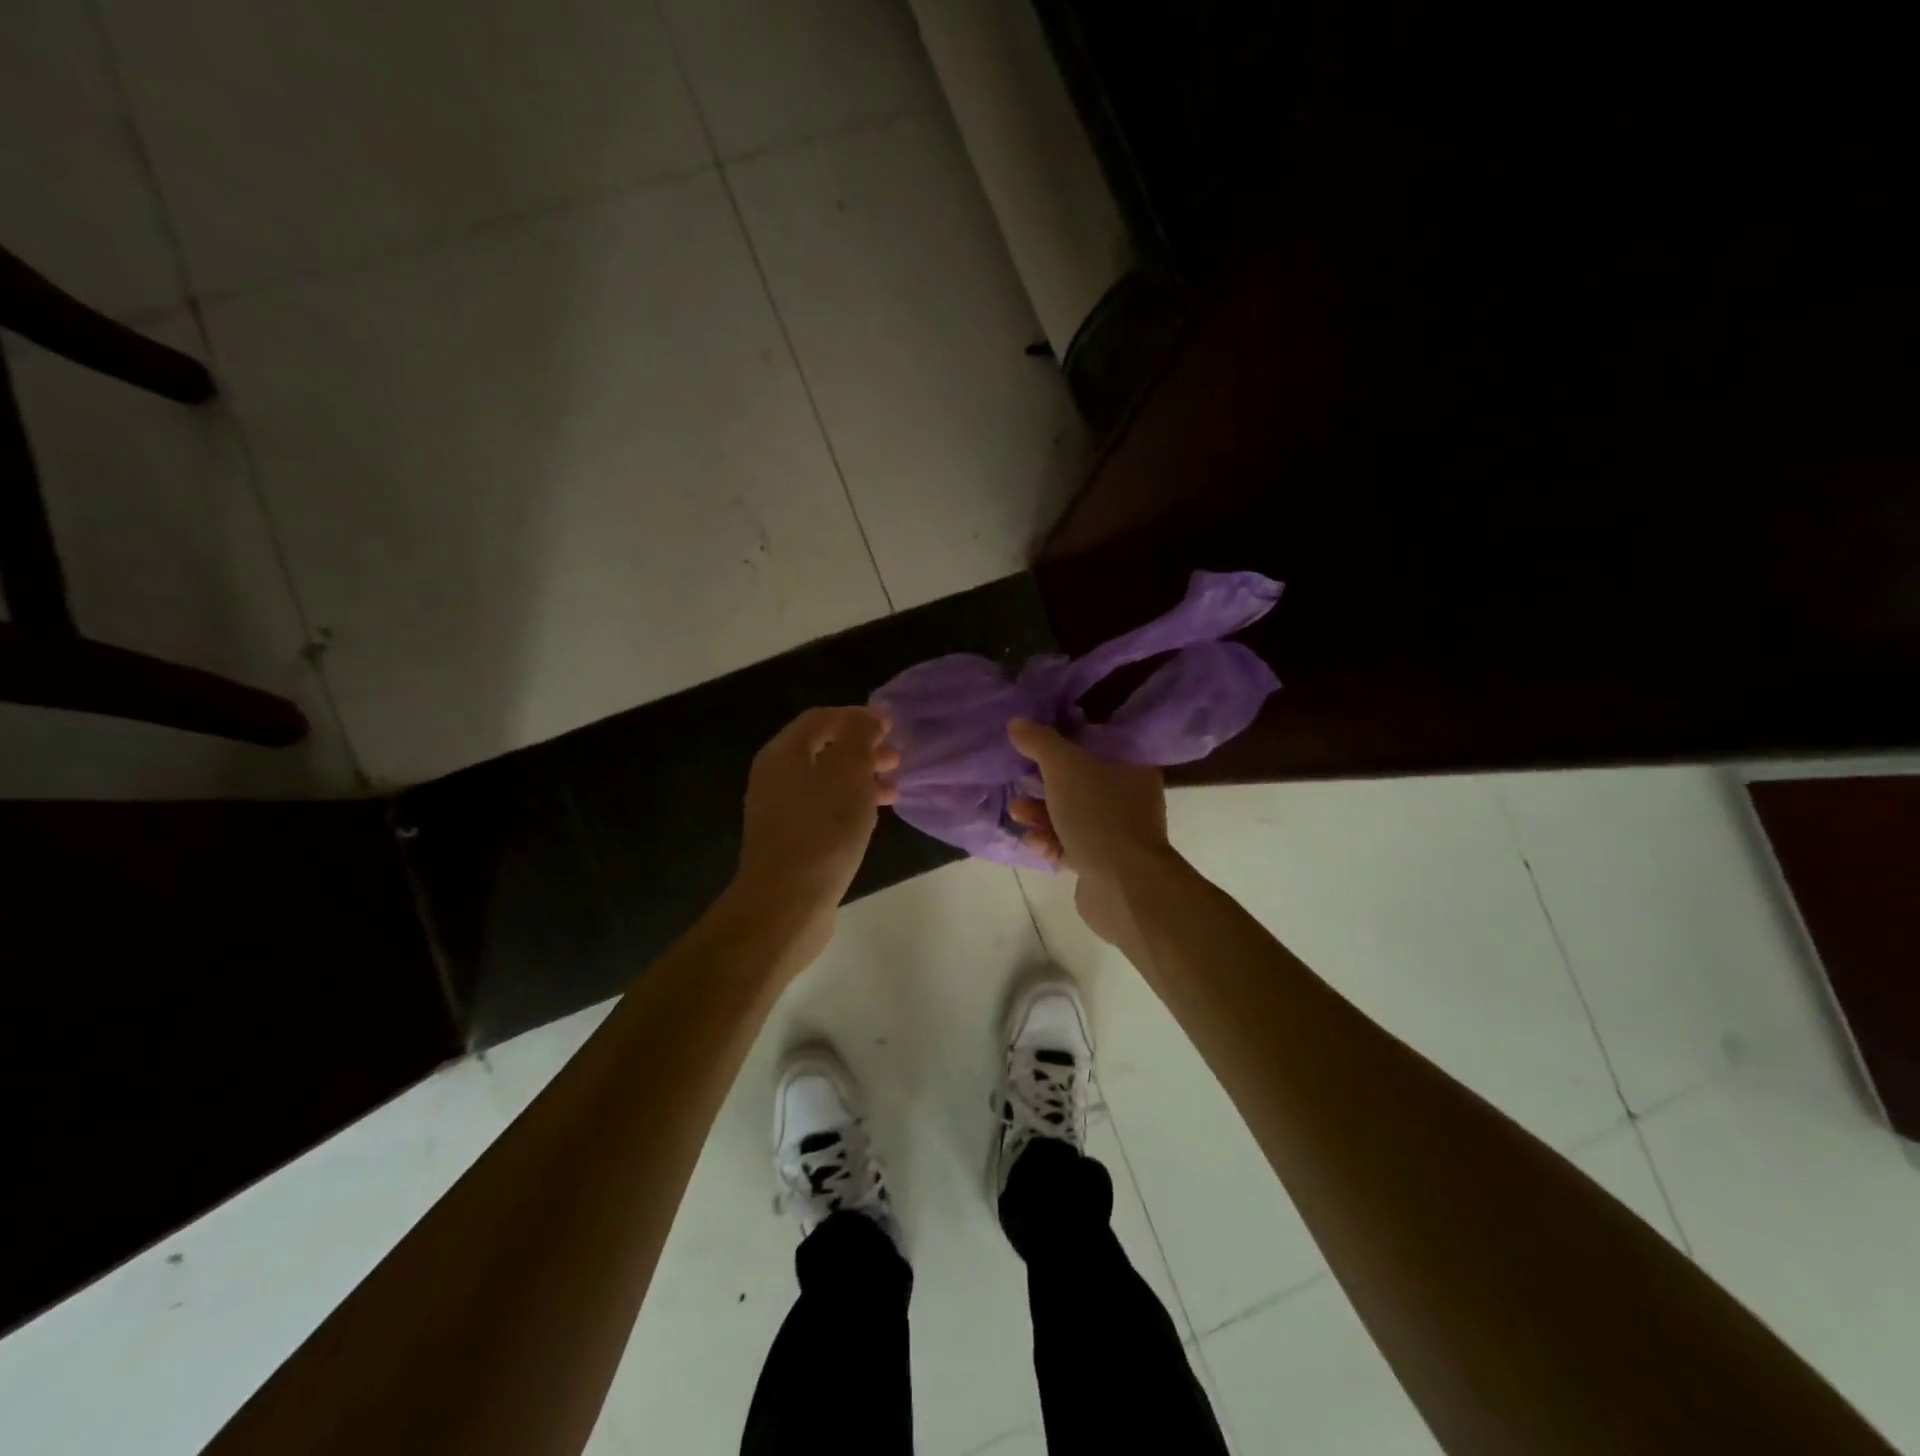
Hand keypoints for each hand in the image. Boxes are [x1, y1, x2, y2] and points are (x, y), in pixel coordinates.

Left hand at [732, 707, 897, 952]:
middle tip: (896, 758)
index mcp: (783, 753)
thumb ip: (858, 737)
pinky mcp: (789, 839)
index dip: (858, 716)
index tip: (892, 725)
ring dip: (860, 778)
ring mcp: (779, 810)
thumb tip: (865, 719)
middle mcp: (775, 775)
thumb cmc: (822, 830)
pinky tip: (871, 818)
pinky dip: (849, 804)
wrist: (786, 902)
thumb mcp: (849, 773)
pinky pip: (823, 808)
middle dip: (862, 749)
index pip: (822, 718)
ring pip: (825, 781)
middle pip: (822, 749)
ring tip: (893, 790)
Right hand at [1007, 719, 1172, 950]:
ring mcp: (1118, 833)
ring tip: (1016, 813)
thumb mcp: (1064, 767)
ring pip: (1072, 815)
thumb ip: (1039, 742)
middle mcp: (1130, 797)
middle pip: (1080, 780)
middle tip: (1019, 780)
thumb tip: (1017, 723)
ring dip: (1041, 813)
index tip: (1034, 742)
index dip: (1066, 739)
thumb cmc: (1098, 814)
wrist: (1123, 886)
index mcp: (1131, 767)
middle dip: (1044, 782)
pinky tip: (1034, 842)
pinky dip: (1050, 841)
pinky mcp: (1103, 863)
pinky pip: (1070, 844)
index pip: (1097, 742)